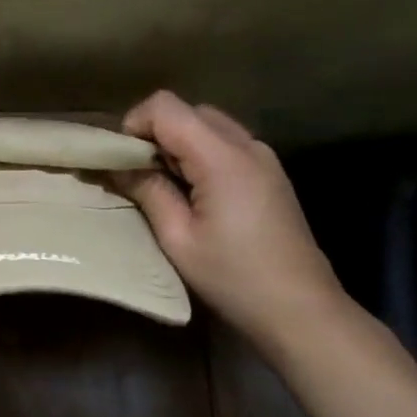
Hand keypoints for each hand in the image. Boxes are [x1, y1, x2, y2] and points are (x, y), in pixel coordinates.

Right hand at [118, 91, 344, 349]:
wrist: (301, 310)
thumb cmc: (234, 278)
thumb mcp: (178, 239)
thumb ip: (147, 191)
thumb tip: (115, 166)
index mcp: (222, 157)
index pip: (165, 106)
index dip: (135, 124)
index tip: (124, 162)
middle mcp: (246, 144)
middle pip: (187, 110)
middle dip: (155, 134)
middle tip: (141, 177)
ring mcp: (264, 157)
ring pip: (207, 124)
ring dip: (179, 144)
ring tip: (167, 188)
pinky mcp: (271, 173)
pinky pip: (226, 143)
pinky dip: (201, 154)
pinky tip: (197, 195)